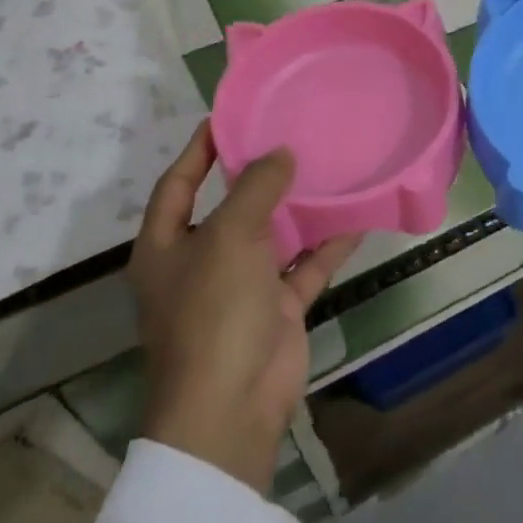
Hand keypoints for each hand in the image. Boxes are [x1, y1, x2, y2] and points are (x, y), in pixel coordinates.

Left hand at [128, 121, 361, 493]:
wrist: (232, 406)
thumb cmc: (213, 312)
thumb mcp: (229, 237)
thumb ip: (255, 187)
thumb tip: (280, 153)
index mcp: (166, 246)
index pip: (178, 183)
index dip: (200, 149)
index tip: (229, 116)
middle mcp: (200, 262)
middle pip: (230, 207)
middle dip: (257, 174)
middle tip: (291, 133)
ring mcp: (241, 287)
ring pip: (272, 235)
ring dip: (297, 207)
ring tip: (327, 165)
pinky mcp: (276, 308)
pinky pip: (305, 266)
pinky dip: (327, 245)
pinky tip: (356, 217)